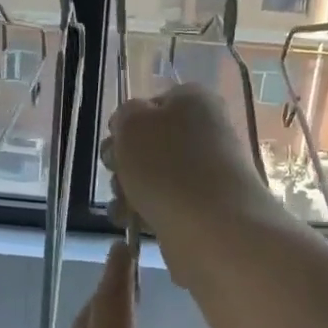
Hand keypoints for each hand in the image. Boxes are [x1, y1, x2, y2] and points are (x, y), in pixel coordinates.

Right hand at [103, 84, 277, 281]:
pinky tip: (132, 222)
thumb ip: (125, 115)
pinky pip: (164, 203)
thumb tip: (130, 127)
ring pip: (153, 176)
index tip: (115, 144)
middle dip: (124, 161)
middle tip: (117, 174)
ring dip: (128, 189)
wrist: (213, 227)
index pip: (150, 104)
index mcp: (194, 100)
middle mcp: (205, 131)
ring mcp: (207, 172)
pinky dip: (145, 212)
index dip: (126, 125)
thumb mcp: (132, 123)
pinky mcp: (204, 207)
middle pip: (150, 143)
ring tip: (124, 205)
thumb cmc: (167, 165)